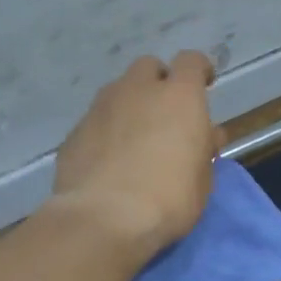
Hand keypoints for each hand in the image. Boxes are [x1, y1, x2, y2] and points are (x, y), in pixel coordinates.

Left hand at [52, 51, 221, 261]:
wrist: (104, 219)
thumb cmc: (168, 199)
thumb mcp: (202, 180)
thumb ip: (203, 150)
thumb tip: (204, 136)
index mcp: (179, 97)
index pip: (192, 62)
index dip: (199, 71)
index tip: (205, 85)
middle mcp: (137, 91)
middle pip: (149, 68)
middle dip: (159, 84)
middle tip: (166, 115)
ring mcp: (100, 108)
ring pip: (118, 92)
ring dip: (130, 107)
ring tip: (135, 140)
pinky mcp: (75, 132)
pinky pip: (96, 122)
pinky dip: (106, 133)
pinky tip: (108, 162)